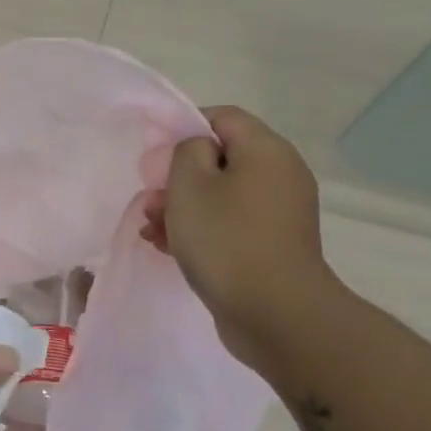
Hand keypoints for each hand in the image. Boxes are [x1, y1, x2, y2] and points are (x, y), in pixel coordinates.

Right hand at [141, 106, 342, 371]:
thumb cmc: (226, 239)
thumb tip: (197, 151)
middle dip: (177, 178)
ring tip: (152, 230)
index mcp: (266, 151)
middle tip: (150, 201)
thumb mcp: (190, 185)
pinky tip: (169, 248)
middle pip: (220, 159)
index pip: (222, 117)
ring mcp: (278, 213)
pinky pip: (229, 224)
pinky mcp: (270, 245)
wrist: (274, 312)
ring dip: (181, 208)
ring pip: (220, 195)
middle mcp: (280, 175)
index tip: (154, 156)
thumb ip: (186, 152)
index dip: (184, 128)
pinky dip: (200, 230)